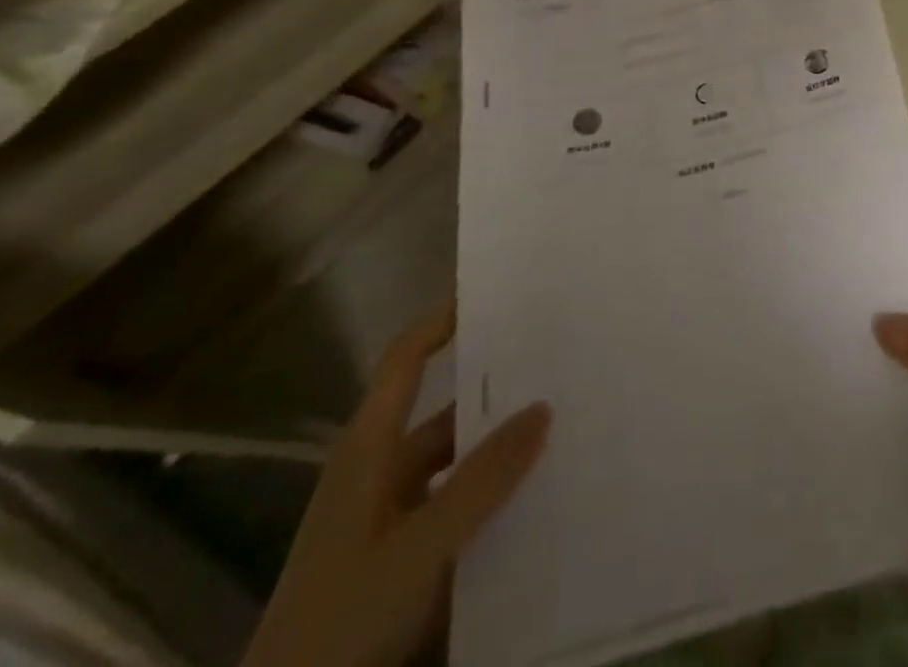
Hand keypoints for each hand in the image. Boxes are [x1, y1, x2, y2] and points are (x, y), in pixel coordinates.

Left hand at [243, 308, 552, 666]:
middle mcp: (380, 474)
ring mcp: (391, 520)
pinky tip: (540, 494)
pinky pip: (460, 509)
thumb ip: (482, 478)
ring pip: (459, 464)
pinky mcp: (404, 561)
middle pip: (444, 412)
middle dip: (498, 388)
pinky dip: (495, 495)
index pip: (405, 361)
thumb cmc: (341, 619)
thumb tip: (544, 405)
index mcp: (368, 451)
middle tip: (559, 359)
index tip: (494, 289)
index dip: (442, 319)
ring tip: (566, 422)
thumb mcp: (418, 547)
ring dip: (502, 448)